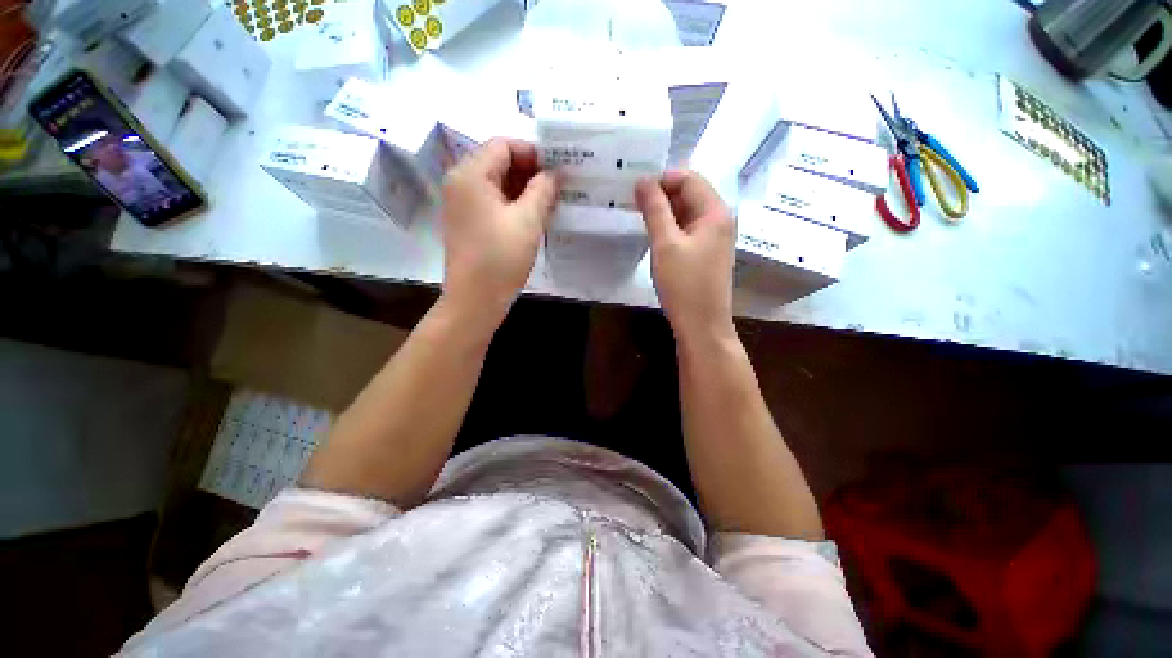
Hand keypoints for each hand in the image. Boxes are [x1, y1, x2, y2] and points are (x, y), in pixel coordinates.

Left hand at [440, 138, 558, 324]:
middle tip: (558, 188)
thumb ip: (543, 189)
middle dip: (530, 172)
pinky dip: (513, 204)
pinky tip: (533, 217)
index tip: (558, 171)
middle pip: (498, 162)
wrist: (475, 300)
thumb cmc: (501, 258)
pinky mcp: (467, 222)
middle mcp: (460, 182)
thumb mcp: (528, 220)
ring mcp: (462, 203)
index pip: (504, 145)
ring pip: (497, 183)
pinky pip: (492, 201)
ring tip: (550, 203)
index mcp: (470, 174)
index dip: (533, 153)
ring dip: (524, 189)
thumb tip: (556, 172)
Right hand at [636, 170, 735, 342]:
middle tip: (633, 204)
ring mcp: (715, 238)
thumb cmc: (684, 285)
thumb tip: (643, 180)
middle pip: (690, 194)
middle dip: (662, 195)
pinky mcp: (707, 253)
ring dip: (665, 212)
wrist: (702, 326)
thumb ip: (655, 209)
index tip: (635, 192)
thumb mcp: (665, 244)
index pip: (689, 178)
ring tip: (639, 218)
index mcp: (715, 211)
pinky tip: (655, 236)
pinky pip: (688, 230)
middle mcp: (720, 219)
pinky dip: (671, 228)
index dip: (662, 180)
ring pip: (687, 213)